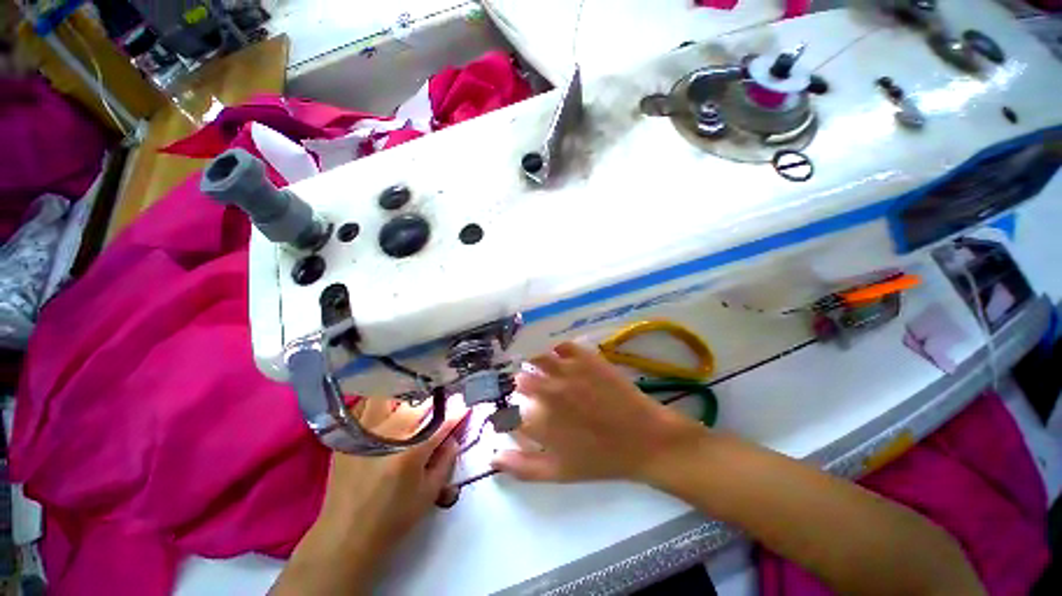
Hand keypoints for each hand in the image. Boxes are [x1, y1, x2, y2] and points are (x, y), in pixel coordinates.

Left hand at [273, 400, 467, 594]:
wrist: (345, 534)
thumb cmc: (393, 518)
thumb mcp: (429, 494)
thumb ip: (446, 461)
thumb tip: (454, 437)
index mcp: (412, 451)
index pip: (443, 422)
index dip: (457, 412)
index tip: (464, 405)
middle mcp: (390, 434)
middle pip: (419, 405)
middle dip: (437, 401)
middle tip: (445, 400)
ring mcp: (367, 431)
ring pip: (392, 398)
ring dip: (408, 395)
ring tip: (416, 398)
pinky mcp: (350, 435)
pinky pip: (367, 405)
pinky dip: (381, 399)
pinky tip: (389, 403)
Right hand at [491, 342, 702, 483]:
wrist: (644, 439)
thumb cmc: (600, 460)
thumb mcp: (558, 473)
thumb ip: (522, 466)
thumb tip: (492, 457)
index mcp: (538, 420)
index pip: (509, 408)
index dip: (510, 410)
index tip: (517, 412)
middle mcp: (547, 391)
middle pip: (520, 379)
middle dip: (522, 386)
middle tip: (533, 391)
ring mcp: (567, 371)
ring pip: (537, 358)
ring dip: (536, 364)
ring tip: (544, 371)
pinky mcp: (586, 358)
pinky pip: (562, 346)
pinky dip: (558, 350)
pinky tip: (562, 358)